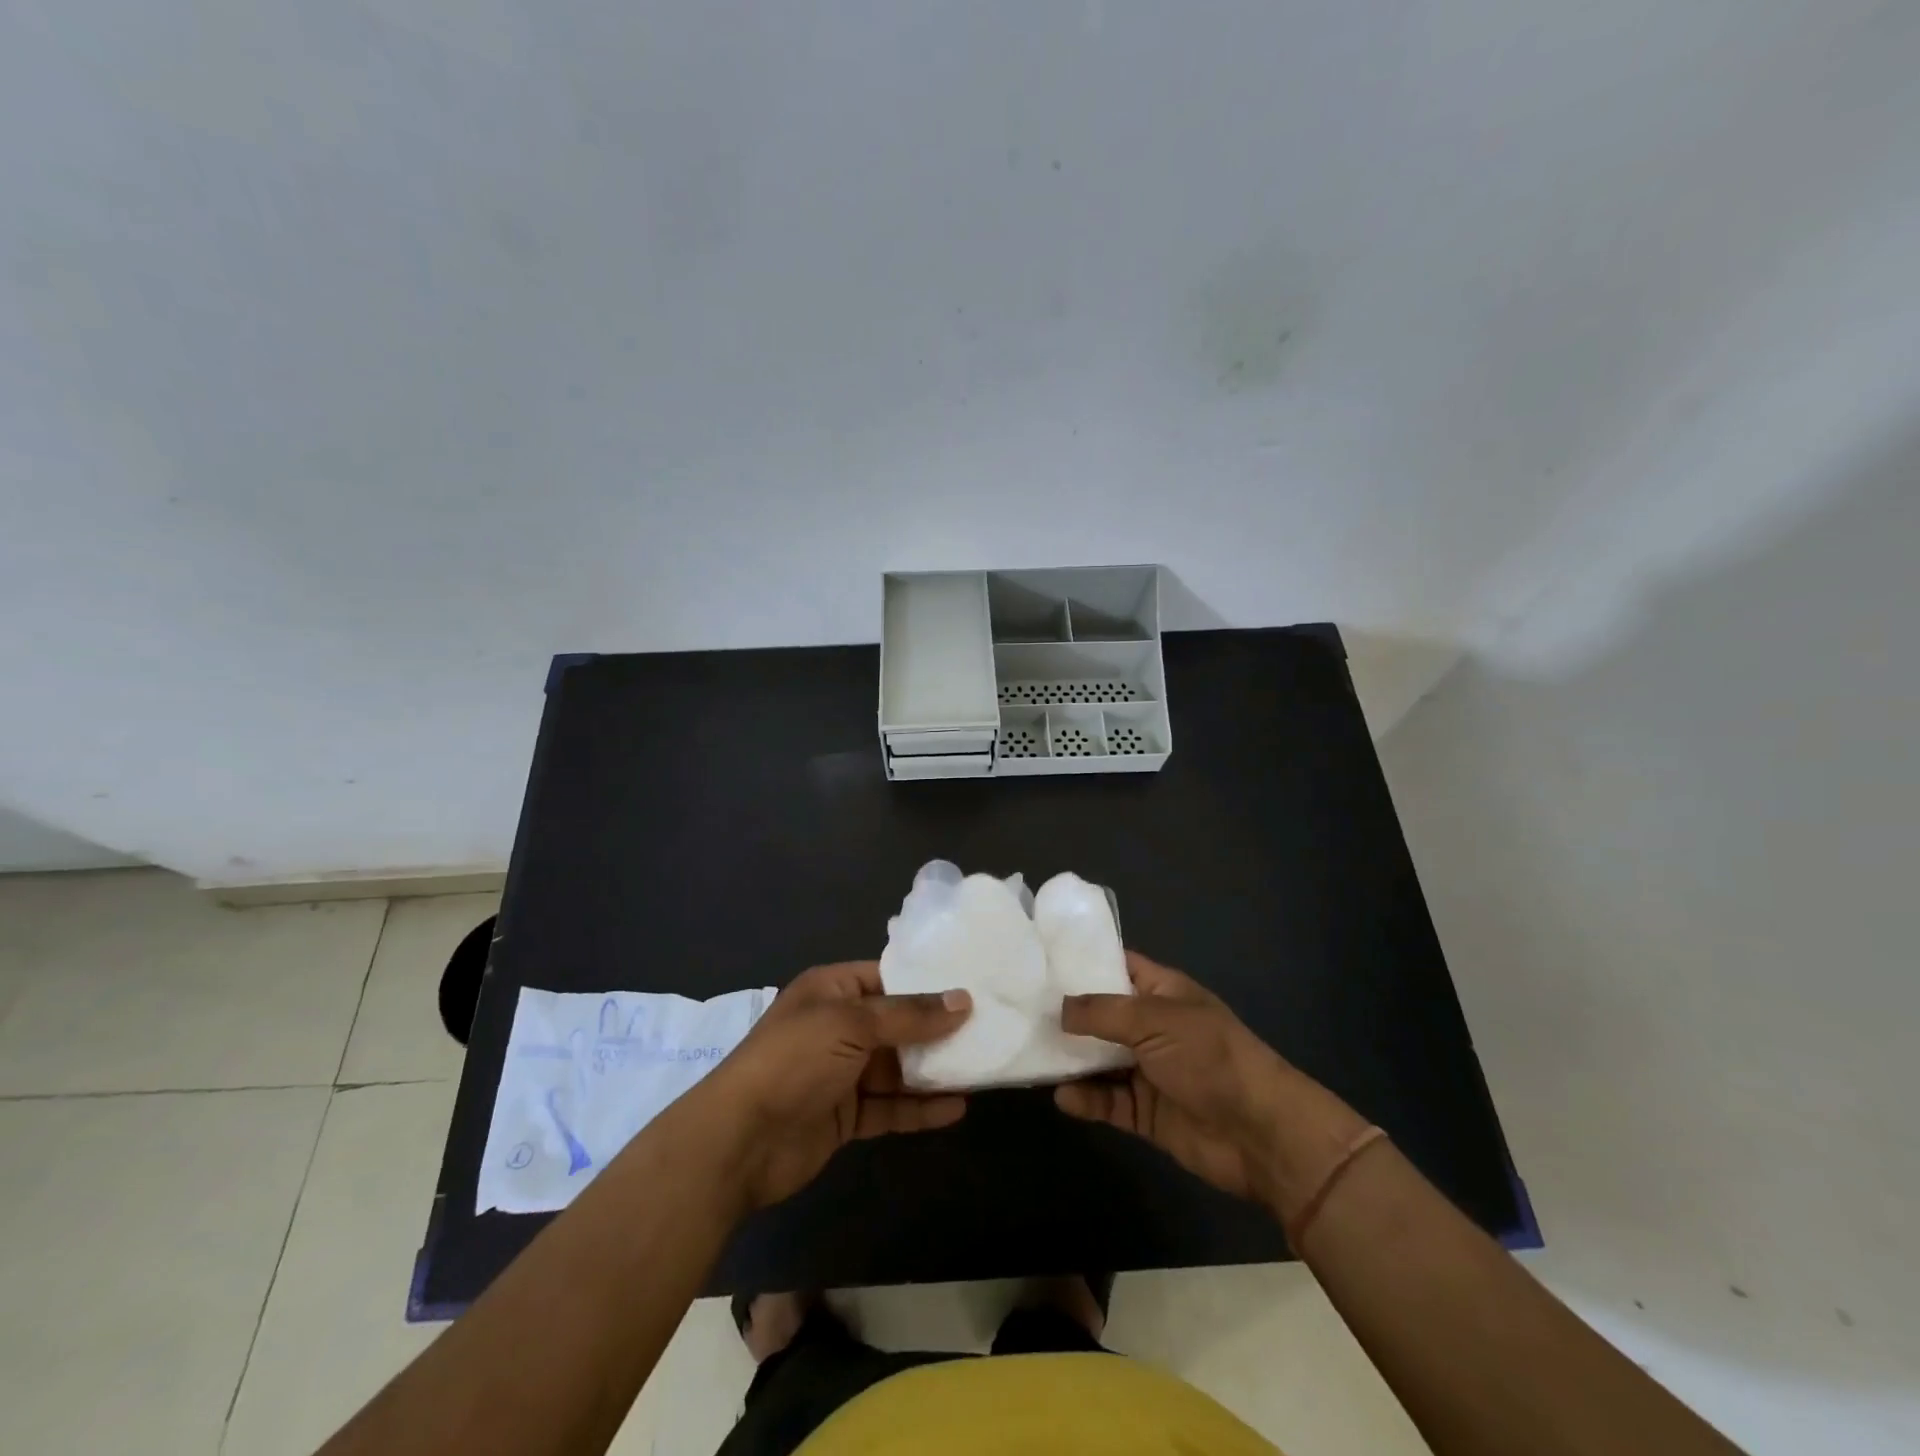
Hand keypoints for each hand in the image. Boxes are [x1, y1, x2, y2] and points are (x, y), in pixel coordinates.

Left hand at [693, 961, 971, 1209]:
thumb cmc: (795, 1061)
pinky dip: (920, 1108)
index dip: (927, 982)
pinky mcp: (845, 1115)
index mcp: (832, 990)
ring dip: (933, 1070)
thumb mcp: (852, 1024)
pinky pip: (890, 1106)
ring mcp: (841, 1073)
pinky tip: (956, 1108)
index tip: (972, 985)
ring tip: (981, 1067)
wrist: (739, 1141)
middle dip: (937, 1029)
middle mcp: (838, 1026)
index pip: (887, 977)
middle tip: (988, 1029)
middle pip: (897, 1023)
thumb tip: (963, 1000)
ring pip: (897, 1067)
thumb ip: (910, 1015)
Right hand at [1055, 951, 1299, 1201]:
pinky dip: (1086, 1099)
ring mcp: (1148, 1070)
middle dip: (1066, 1014)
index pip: (1116, 966)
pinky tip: (1062, 1097)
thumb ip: (1103, 1012)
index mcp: (1161, 992)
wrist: (1260, 1133)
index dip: (1082, 961)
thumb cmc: (1210, 1057)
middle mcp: (1151, 1027)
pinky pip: (1108, 1101)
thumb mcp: (1154, 1020)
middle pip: (1100, 1015)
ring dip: (1070, 1059)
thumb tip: (1059, 1008)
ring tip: (1030, 1054)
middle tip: (1018, 1009)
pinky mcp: (1145, 1112)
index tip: (1038, 957)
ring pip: (1099, 1060)